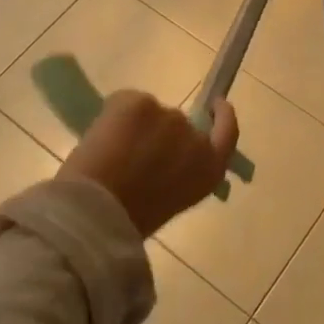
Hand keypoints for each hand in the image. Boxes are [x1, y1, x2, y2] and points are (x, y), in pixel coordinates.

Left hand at [57, 91, 238, 238]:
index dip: (223, 116)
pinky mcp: (141, 102)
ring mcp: (168, 116)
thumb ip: (178, 173)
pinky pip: (127, 103)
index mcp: (210, 169)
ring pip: (150, 114)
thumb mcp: (171, 200)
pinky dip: (115, 117)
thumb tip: (162, 158)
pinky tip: (100, 141)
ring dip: (135, 127)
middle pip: (180, 124)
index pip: (228, 132)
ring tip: (111, 153)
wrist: (96, 211)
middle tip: (132, 152)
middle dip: (159, 133)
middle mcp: (195, 138)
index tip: (217, 104)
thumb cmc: (131, 220)